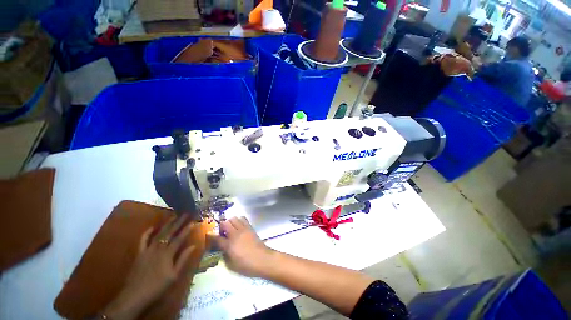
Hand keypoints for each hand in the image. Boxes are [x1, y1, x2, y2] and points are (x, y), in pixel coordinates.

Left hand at [102, 216, 196, 319]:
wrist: (135, 295)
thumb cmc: (157, 286)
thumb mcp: (174, 275)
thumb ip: (183, 259)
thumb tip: (193, 246)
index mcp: (168, 254)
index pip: (179, 238)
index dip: (187, 230)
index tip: (193, 221)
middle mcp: (158, 248)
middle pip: (170, 233)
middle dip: (179, 222)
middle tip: (185, 214)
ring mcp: (147, 249)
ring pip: (158, 234)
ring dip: (166, 224)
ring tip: (173, 216)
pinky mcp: (139, 253)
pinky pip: (143, 240)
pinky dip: (147, 233)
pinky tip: (152, 227)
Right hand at [209, 217, 273, 277]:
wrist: (262, 259)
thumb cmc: (246, 265)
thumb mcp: (231, 265)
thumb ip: (224, 255)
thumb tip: (222, 249)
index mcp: (229, 245)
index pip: (216, 238)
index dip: (210, 236)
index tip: (208, 236)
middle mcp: (235, 234)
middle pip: (225, 223)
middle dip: (221, 227)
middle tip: (223, 233)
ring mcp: (243, 229)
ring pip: (234, 218)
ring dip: (230, 222)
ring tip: (231, 229)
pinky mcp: (250, 227)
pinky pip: (243, 219)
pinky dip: (239, 220)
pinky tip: (239, 227)